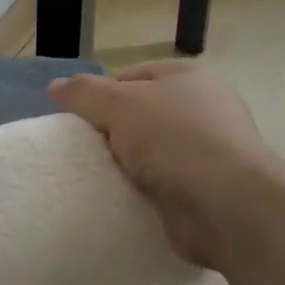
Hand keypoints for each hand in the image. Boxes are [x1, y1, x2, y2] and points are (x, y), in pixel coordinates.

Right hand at [48, 59, 279, 270]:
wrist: (229, 207)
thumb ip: (84, 93)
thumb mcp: (120, 104)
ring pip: (145, 153)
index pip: (128, 77)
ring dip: (122, 165)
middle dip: (108, 133)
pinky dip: (138, 191)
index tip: (76, 122)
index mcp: (187, 77)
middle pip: (136, 115)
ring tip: (94, 178)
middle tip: (81, 152)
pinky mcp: (203, 190)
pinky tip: (118, 198)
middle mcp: (201, 109)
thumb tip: (54, 88)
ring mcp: (205, 152)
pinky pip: (157, 184)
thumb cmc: (175, 140)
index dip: (98, 96)